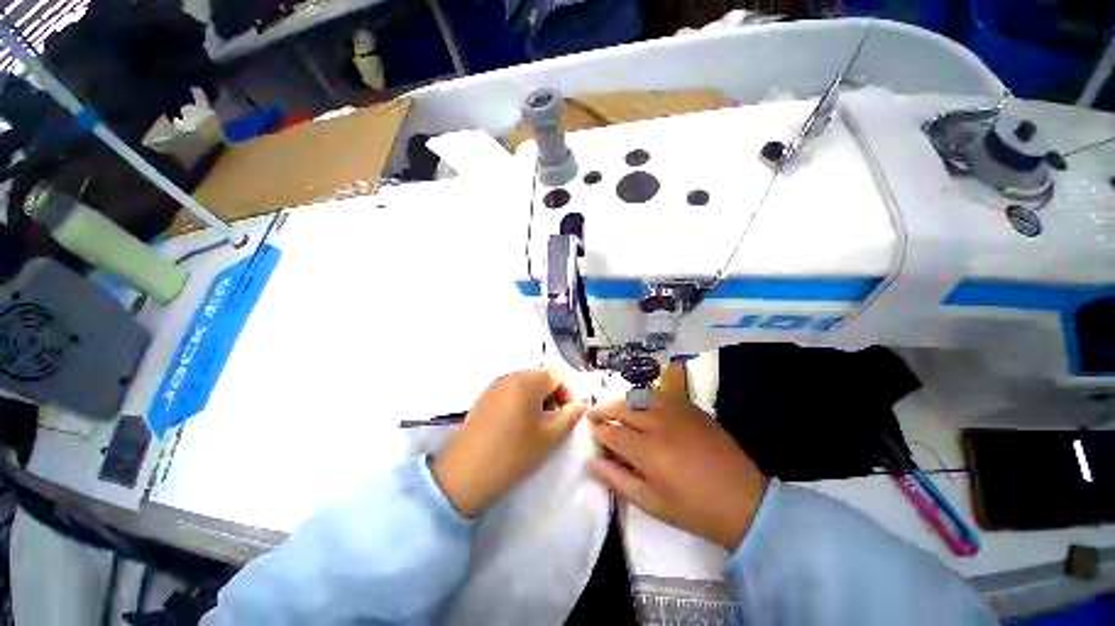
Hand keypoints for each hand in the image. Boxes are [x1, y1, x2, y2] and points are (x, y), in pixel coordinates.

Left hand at [432, 369, 585, 517]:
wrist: (464, 473)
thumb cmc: (513, 454)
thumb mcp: (549, 438)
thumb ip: (569, 417)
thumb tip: (580, 405)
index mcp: (528, 382)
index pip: (557, 376)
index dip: (568, 393)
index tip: (568, 415)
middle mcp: (511, 376)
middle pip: (541, 377)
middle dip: (553, 395)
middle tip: (554, 420)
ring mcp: (495, 385)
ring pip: (526, 383)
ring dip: (537, 398)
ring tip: (537, 424)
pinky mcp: (484, 396)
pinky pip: (510, 390)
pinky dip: (521, 400)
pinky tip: (517, 424)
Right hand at [588, 393, 766, 549]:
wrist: (743, 500)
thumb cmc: (694, 508)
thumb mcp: (652, 503)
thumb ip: (618, 480)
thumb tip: (593, 463)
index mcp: (647, 451)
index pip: (612, 432)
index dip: (598, 431)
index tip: (591, 431)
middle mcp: (658, 424)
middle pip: (623, 408)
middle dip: (604, 410)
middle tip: (594, 413)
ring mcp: (676, 412)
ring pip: (640, 397)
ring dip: (623, 401)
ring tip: (615, 408)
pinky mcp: (691, 408)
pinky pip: (660, 395)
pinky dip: (645, 397)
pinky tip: (642, 404)